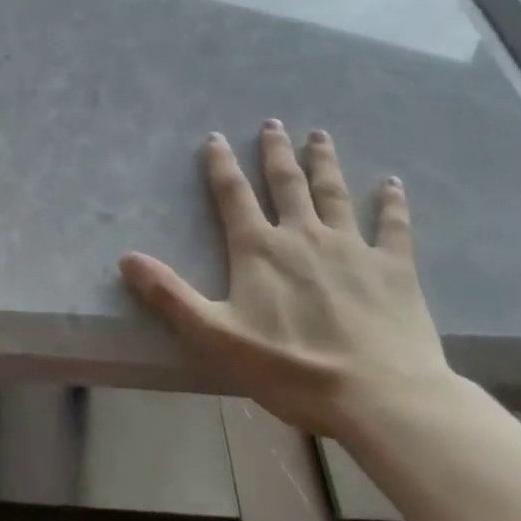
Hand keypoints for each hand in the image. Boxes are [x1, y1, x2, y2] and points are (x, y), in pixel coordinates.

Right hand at [119, 121, 455, 437]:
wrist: (381, 398)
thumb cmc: (292, 369)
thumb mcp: (216, 336)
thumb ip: (169, 295)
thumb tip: (125, 258)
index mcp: (260, 249)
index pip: (233, 196)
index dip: (221, 165)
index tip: (215, 137)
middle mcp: (303, 236)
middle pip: (286, 183)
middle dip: (276, 152)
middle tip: (272, 123)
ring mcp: (352, 248)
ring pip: (334, 193)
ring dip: (324, 162)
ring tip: (318, 135)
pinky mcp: (394, 269)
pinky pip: (393, 226)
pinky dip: (391, 203)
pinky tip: (393, 183)